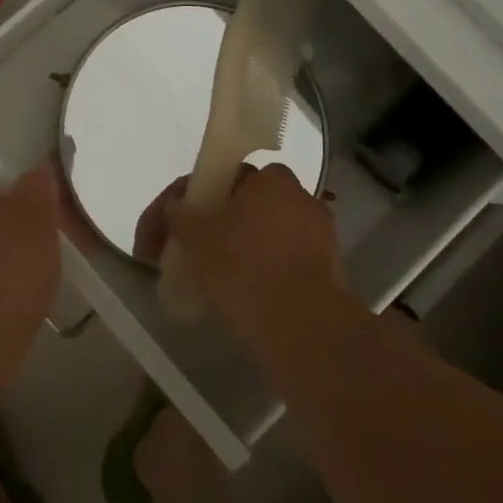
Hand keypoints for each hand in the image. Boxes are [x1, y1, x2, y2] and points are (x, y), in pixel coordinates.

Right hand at [135, 164, 342, 352]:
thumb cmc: (245, 267)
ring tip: (209, 278)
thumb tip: (176, 206)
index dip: (195, 196)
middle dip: (219, 222)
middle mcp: (301, 198)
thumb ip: (181, 214)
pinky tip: (239, 294)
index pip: (226, 175)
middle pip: (247, 205)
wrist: (303, 327)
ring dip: (241, 248)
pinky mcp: (328, 272)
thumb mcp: (196, 236)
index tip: (174, 223)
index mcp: (272, 179)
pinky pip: (282, 262)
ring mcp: (320, 236)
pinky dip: (262, 271)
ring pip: (266, 235)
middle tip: (190, 249)